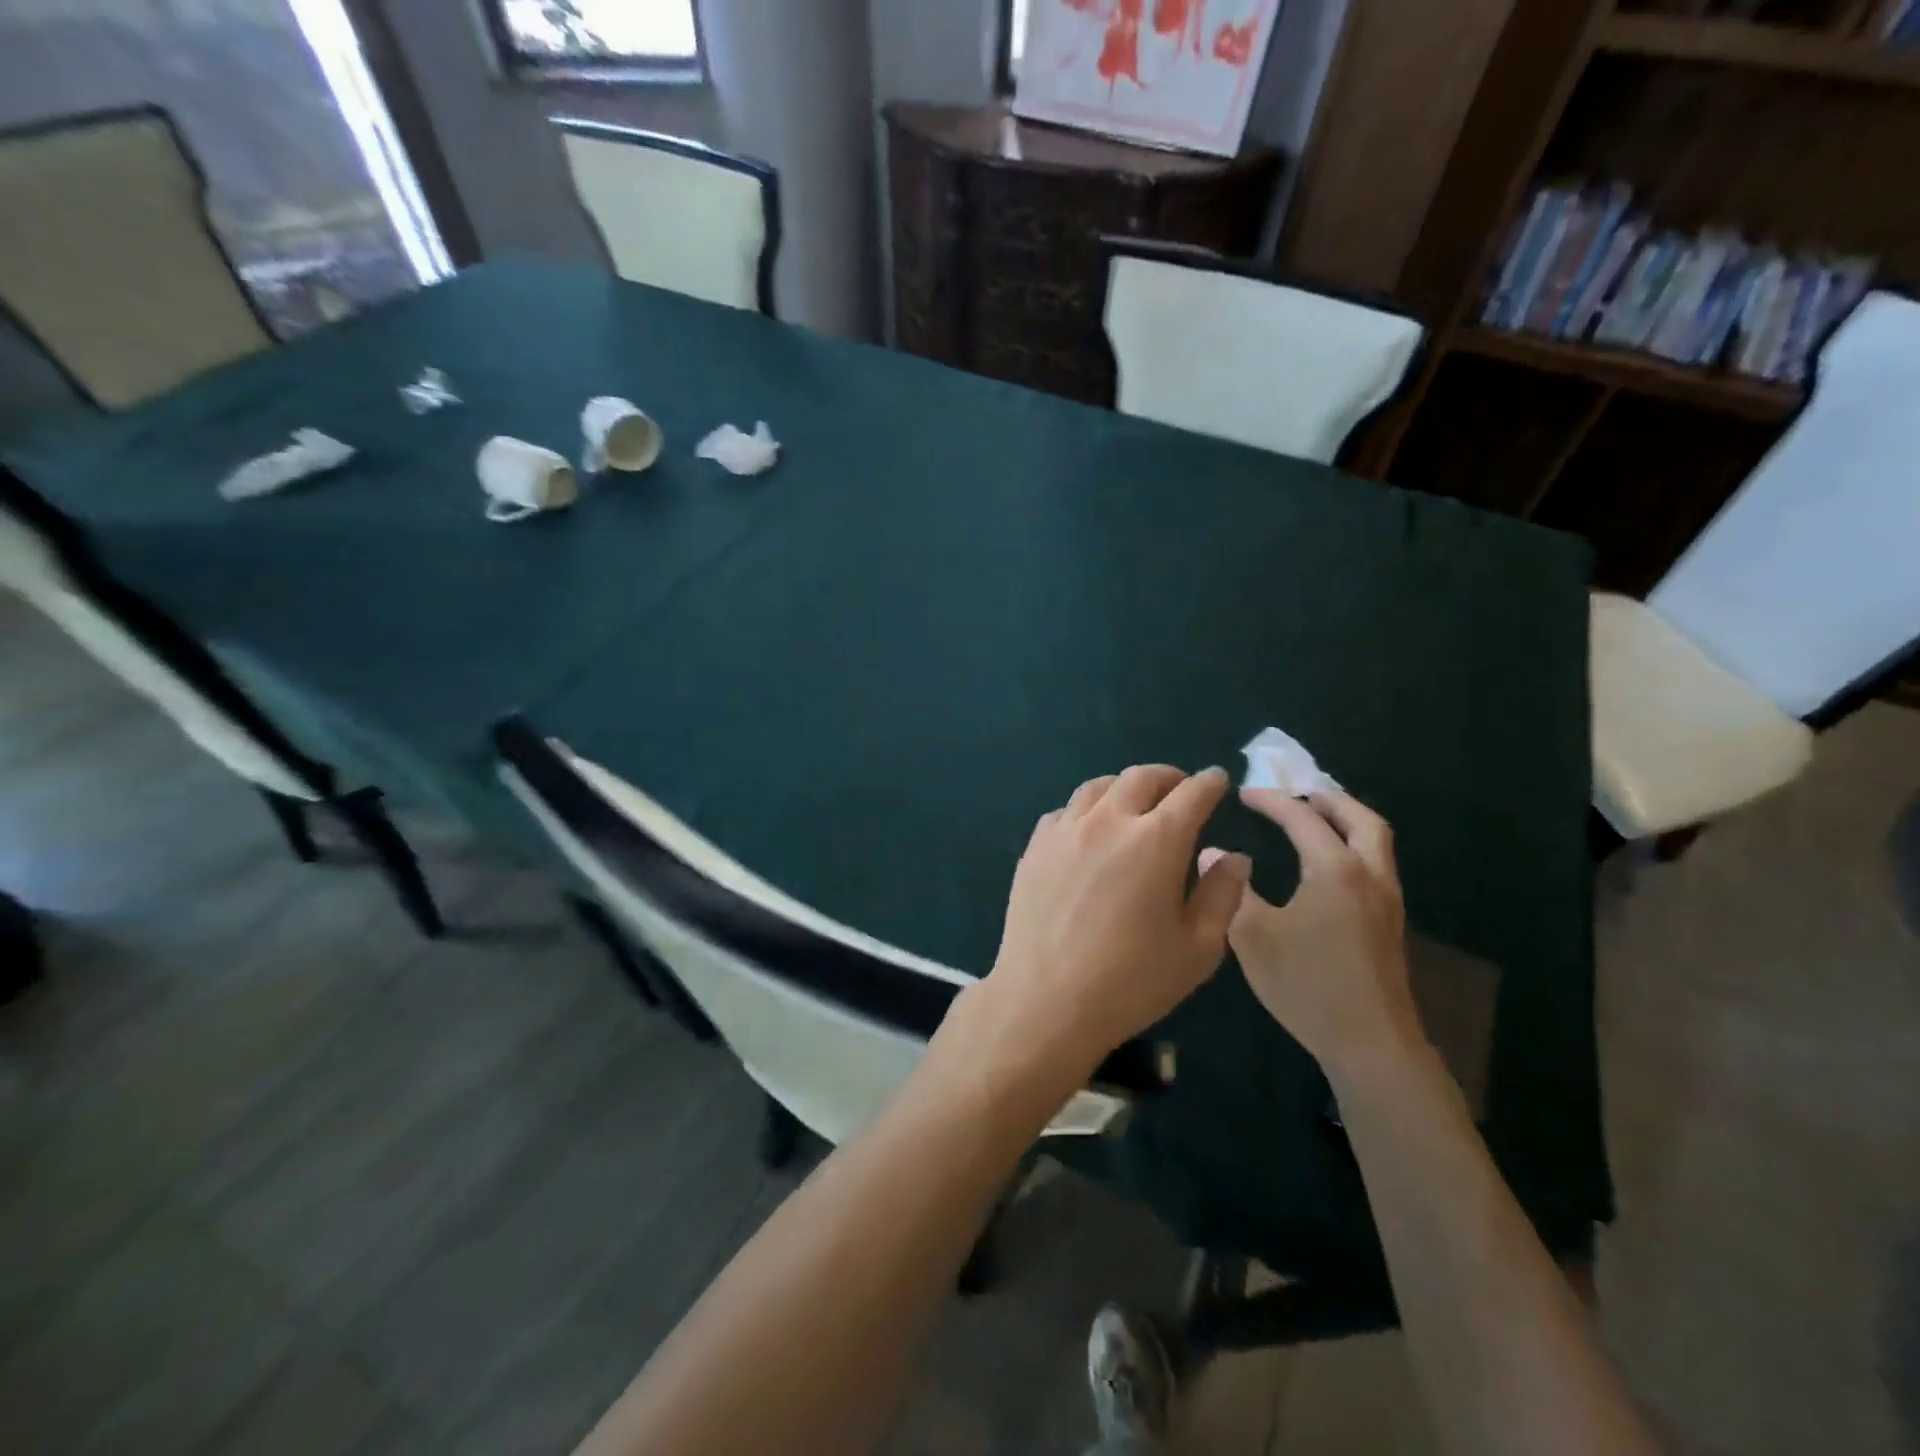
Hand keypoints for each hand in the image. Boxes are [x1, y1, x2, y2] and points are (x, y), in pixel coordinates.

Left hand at [956, 765, 1250, 1090]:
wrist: (1045, 1000)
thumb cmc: (1131, 982)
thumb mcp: (1198, 948)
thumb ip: (1222, 895)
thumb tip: (1234, 857)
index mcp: (1157, 841)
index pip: (1191, 794)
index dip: (1209, 783)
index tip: (1217, 781)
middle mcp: (1109, 821)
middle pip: (1141, 777)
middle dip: (1169, 777)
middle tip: (1180, 789)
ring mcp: (1065, 830)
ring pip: (1098, 786)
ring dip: (1124, 787)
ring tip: (1134, 804)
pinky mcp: (1035, 846)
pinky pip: (1066, 811)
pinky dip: (1087, 810)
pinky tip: (1090, 830)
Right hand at [1203, 789, 1425, 1082]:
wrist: (1370, 1043)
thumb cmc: (1307, 984)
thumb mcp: (1253, 936)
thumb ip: (1232, 889)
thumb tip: (1211, 853)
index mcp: (1335, 870)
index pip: (1302, 819)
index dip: (1271, 801)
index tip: (1243, 794)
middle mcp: (1369, 875)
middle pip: (1361, 818)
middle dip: (1328, 799)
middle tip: (1296, 795)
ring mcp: (1387, 901)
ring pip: (1375, 842)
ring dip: (1346, 821)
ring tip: (1313, 821)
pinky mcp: (1390, 924)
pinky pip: (1376, 864)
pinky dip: (1353, 846)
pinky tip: (1326, 867)